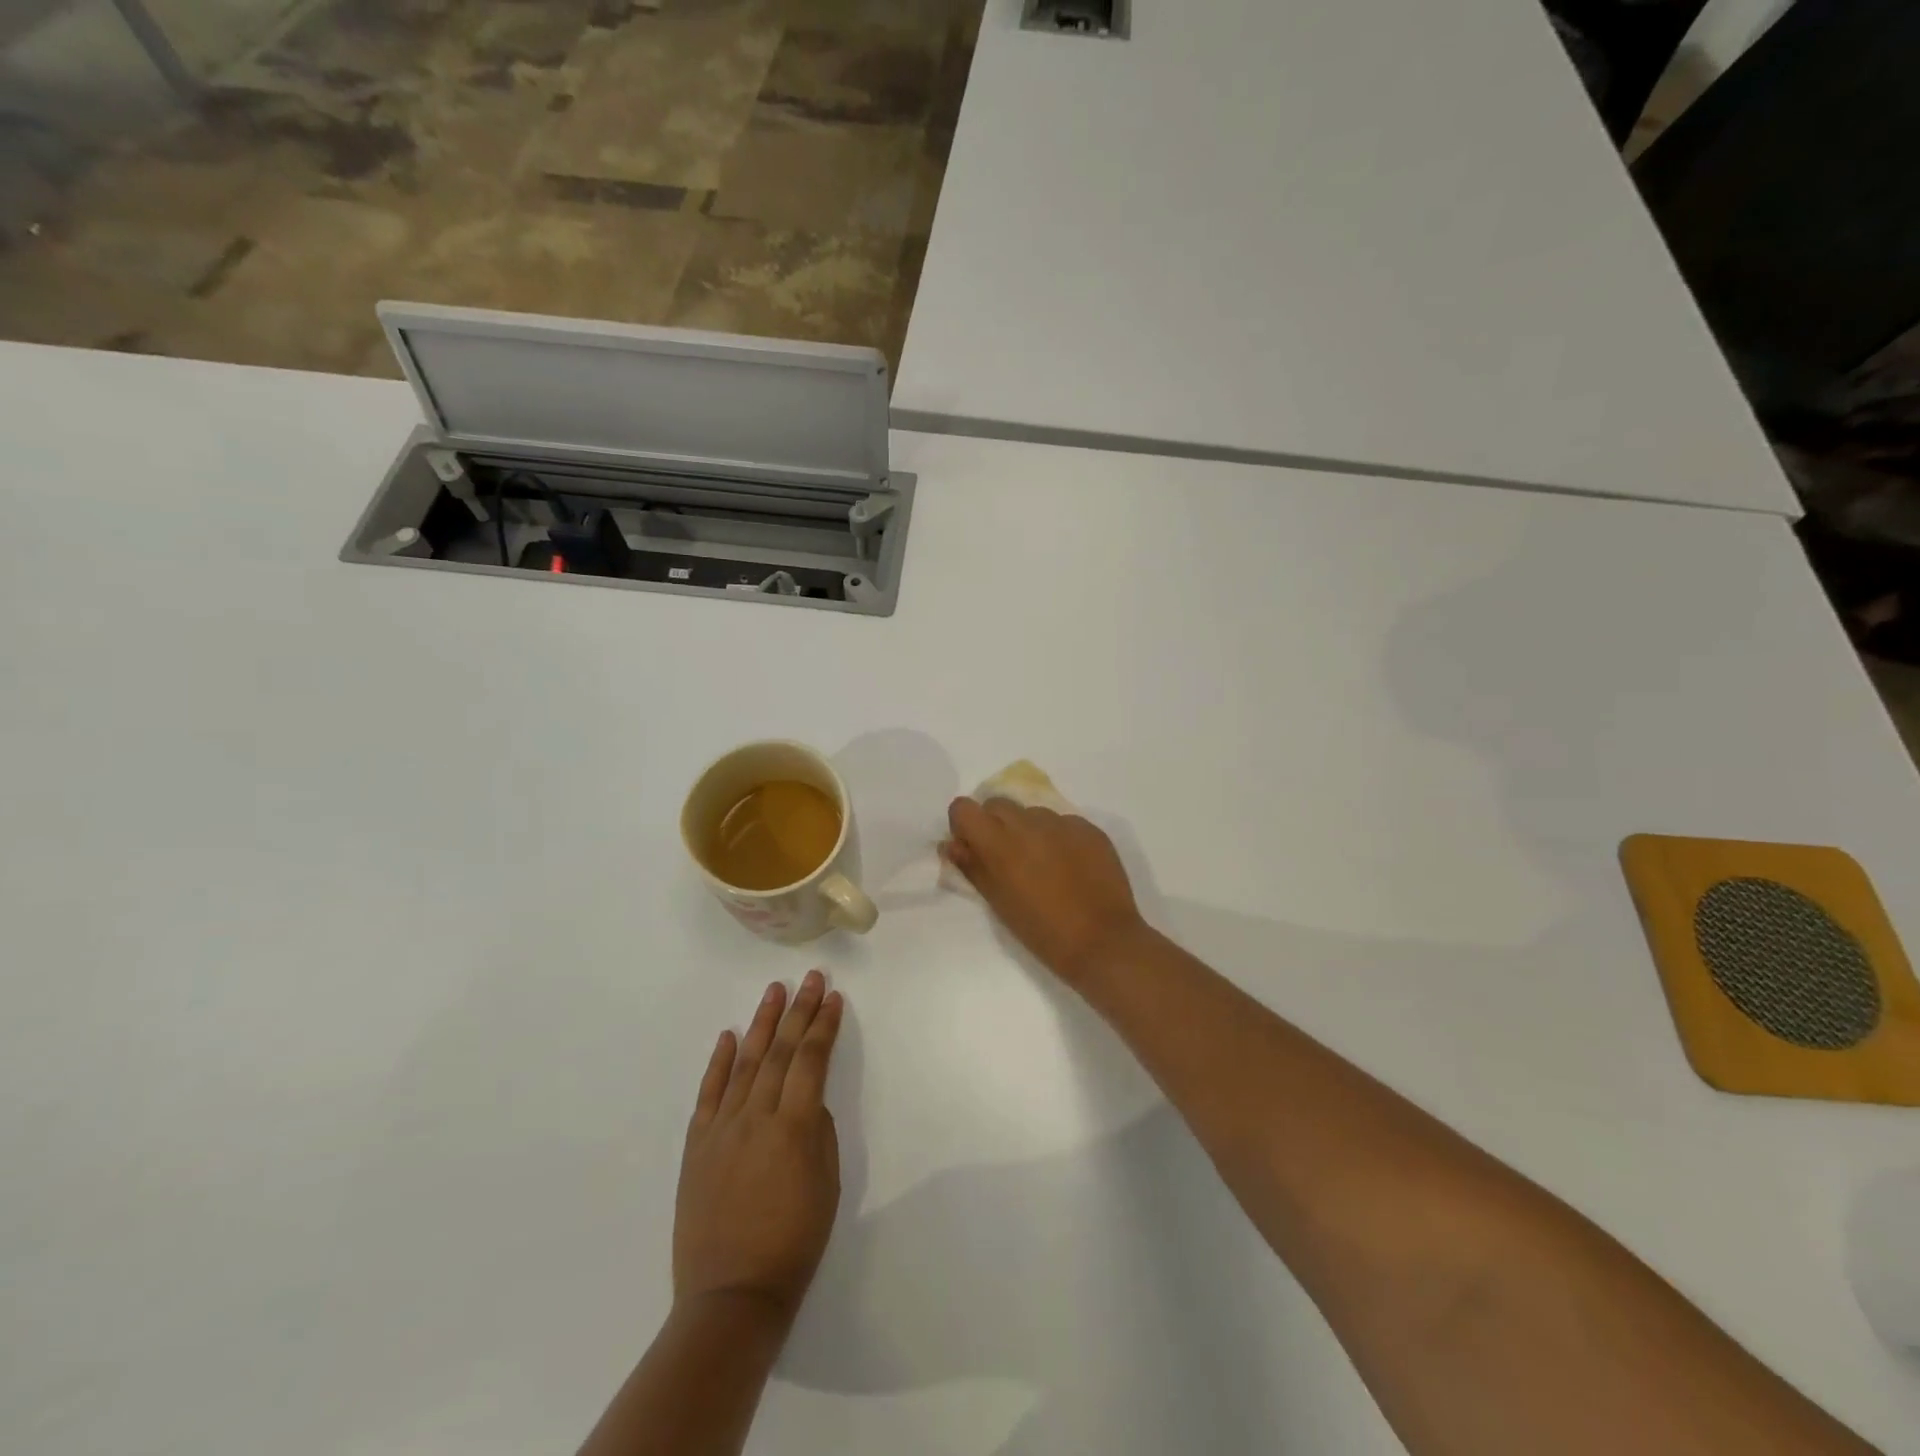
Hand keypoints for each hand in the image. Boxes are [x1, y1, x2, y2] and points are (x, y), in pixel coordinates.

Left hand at [674, 971, 843, 1327]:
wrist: (731, 1295)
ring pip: (746, 1062)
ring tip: (774, 991)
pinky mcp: (697, 1145)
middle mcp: (757, 1115)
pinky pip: (709, 1094)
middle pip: (781, 1051)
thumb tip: (807, 1101)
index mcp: (794, 1126)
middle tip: (810, 979)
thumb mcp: (827, 1185)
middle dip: (798, 1011)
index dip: (823, 1026)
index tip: (833, 998)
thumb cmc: (793, 1242)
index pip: (812, 1060)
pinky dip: (720, 1062)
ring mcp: (723, 1127)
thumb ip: (818, 1132)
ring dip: (762, 1023)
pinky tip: (729, 1036)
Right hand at [942, 798, 1147, 982]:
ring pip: (1032, 813)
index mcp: (1000, 843)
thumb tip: (952, 845)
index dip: (964, 825)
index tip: (973, 847)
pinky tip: (1071, 867)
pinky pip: (1063, 823)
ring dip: (1029, 830)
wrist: (1103, 942)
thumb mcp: (999, 903)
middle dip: (995, 824)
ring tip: (1044, 865)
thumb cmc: (1043, 931)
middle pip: (997, 804)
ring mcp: (1063, 822)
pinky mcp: (1089, 828)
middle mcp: (1029, 822)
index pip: (964, 807)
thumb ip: (972, 867)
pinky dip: (1059, 838)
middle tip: (1007, 858)